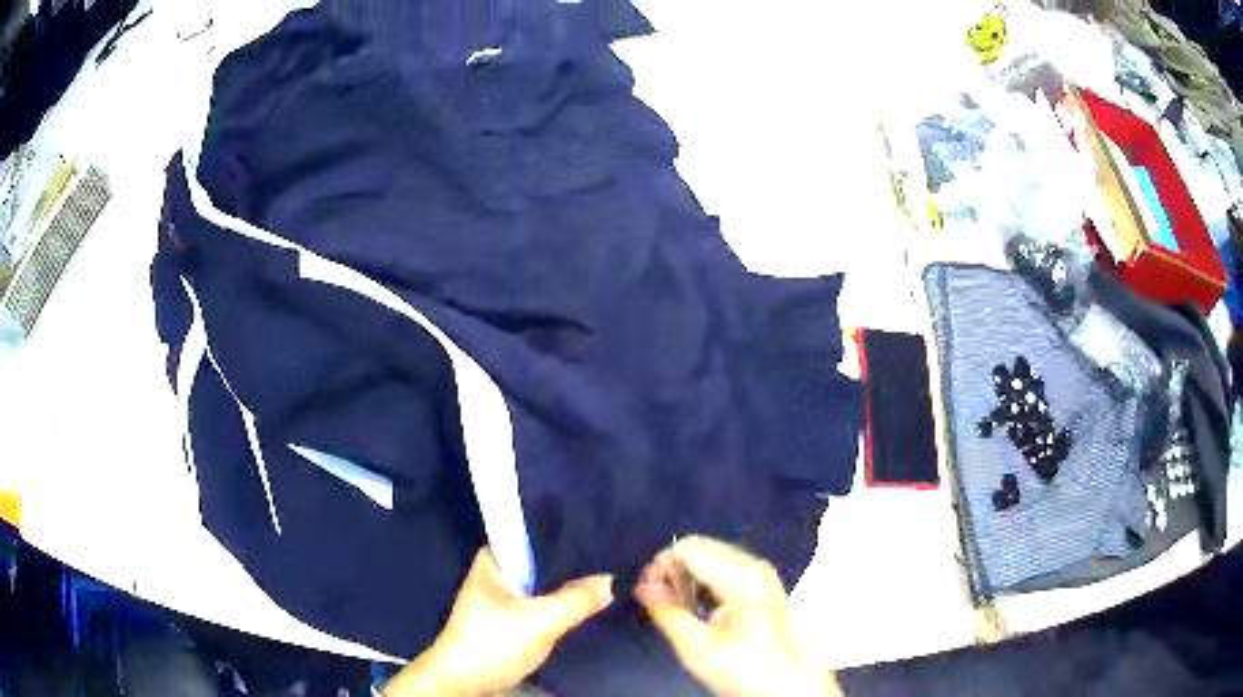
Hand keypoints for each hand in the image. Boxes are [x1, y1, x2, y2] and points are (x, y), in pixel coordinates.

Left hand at [383, 548, 613, 696]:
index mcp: (491, 560)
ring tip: (598, 579)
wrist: (464, 681)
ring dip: (561, 586)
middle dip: (566, 563)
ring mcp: (496, 598)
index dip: (561, 533)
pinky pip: (534, 603)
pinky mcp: (502, 620)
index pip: (529, 534)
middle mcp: (491, 573)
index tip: (593, 532)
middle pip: (536, 561)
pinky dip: (553, 604)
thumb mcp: (541, 621)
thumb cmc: (494, 642)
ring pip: (537, 585)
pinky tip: (577, 605)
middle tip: (604, 559)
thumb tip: (610, 580)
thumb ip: (576, 600)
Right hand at [635, 536, 839, 696]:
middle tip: (656, 601)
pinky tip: (698, 607)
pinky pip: (723, 568)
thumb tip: (643, 586)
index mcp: (742, 576)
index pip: (690, 547)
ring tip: (677, 608)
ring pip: (710, 556)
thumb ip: (667, 611)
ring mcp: (761, 573)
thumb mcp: (697, 647)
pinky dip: (703, 581)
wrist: (786, 684)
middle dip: (672, 570)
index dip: (661, 564)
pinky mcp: (762, 583)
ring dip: (686, 577)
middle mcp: (754, 565)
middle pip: (701, 547)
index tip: (646, 591)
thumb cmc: (743, 668)